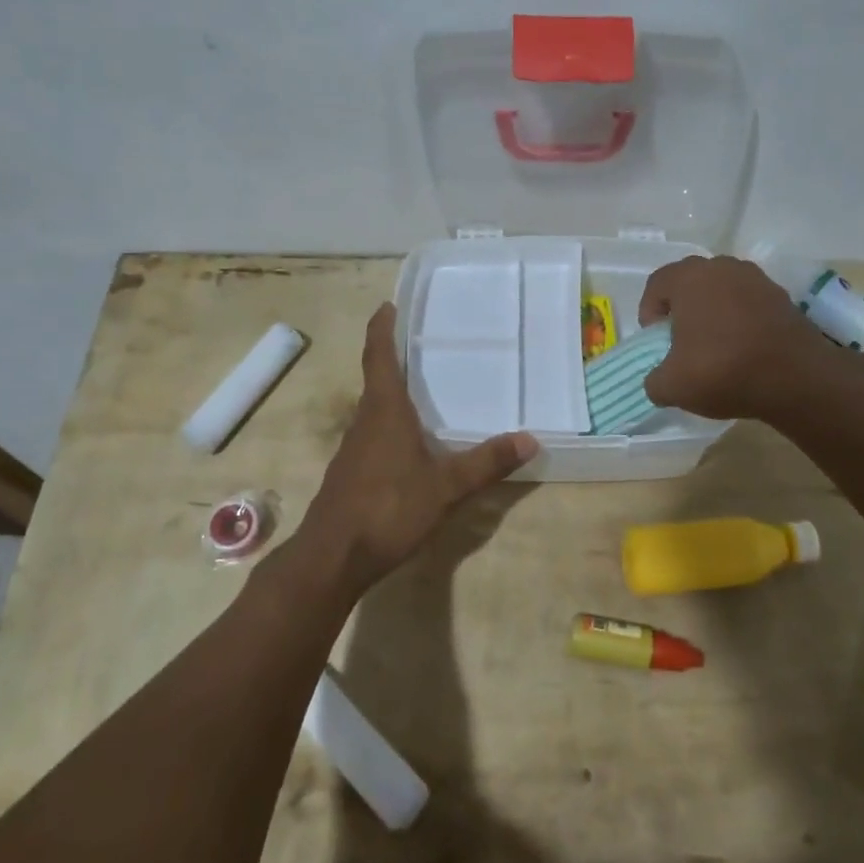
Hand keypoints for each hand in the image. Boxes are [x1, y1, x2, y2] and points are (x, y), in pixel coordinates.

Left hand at [298, 303, 536, 592]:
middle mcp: (364, 421)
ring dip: (394, 394)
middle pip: (377, 379)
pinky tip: (411, 444)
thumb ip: (487, 462)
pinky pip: (374, 435)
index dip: (382, 329)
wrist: (333, 557)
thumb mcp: (446, 487)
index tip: (387, 305)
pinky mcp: (351, 473)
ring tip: (425, 390)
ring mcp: (353, 449)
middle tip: (425, 345)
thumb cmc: (388, 509)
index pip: (379, 357)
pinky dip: (391, 425)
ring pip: (375, 410)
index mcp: (384, 411)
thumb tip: (530, 439)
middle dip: (395, 359)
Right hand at [639, 255, 863, 420]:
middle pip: (690, 283)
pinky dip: (740, 320)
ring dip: (713, 312)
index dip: (649, 312)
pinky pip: (748, 303)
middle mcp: (722, 268)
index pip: (657, 284)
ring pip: (721, 291)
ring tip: (714, 346)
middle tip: (681, 341)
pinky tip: (743, 349)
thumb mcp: (671, 386)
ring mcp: (756, 279)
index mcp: (689, 278)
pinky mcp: (782, 297)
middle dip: (681, 310)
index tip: (656, 341)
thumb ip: (654, 380)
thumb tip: (660, 380)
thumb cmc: (722, 370)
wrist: (797, 378)